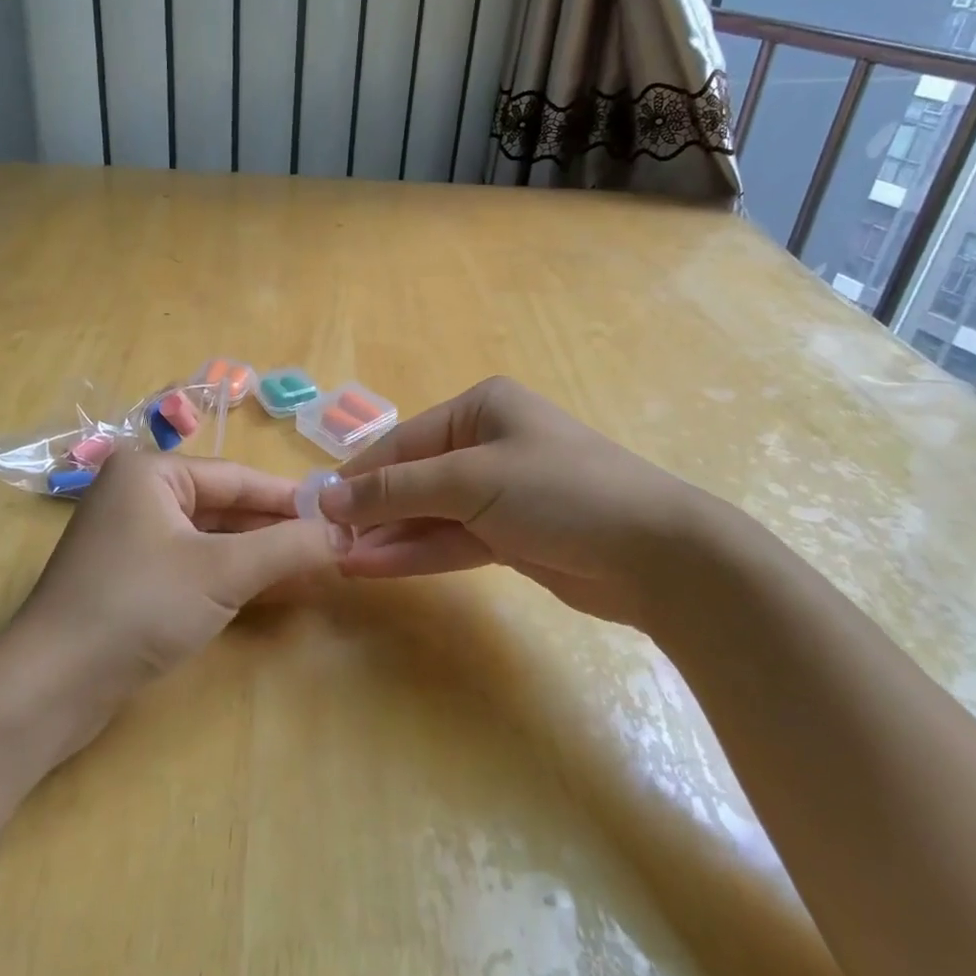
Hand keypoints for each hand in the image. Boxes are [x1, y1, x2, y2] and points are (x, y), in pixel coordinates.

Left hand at [12, 449, 351, 709]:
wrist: (50, 687)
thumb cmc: (138, 606)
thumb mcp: (222, 572)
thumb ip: (287, 548)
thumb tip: (346, 531)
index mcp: (151, 471)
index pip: (238, 477)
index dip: (290, 499)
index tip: (339, 515)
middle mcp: (138, 492)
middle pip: (224, 506)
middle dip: (275, 531)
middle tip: (331, 547)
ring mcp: (130, 536)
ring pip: (209, 538)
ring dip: (257, 556)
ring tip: (311, 570)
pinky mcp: (129, 576)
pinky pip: (191, 564)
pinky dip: (228, 576)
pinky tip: (268, 590)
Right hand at [317, 376, 728, 629]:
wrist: (656, 554)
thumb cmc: (558, 490)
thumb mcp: (469, 480)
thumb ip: (396, 489)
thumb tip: (329, 495)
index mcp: (481, 408)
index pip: (404, 441)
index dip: (360, 474)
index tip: (319, 504)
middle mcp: (488, 443)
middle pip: (415, 478)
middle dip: (374, 510)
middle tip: (329, 540)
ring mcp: (500, 492)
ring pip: (430, 513)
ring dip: (390, 536)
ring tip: (343, 559)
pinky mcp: (511, 535)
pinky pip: (453, 539)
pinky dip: (419, 553)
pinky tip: (377, 567)